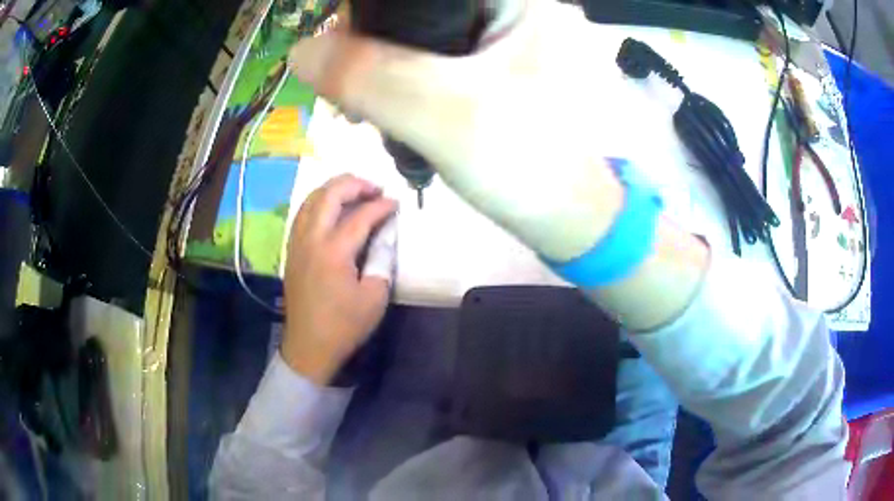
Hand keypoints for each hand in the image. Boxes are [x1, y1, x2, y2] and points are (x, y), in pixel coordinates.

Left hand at [282, 174, 396, 384]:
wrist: (309, 346)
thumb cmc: (344, 325)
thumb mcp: (374, 297)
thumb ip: (382, 259)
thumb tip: (385, 232)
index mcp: (333, 252)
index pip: (359, 216)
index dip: (380, 205)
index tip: (396, 202)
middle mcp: (311, 239)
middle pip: (328, 195)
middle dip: (354, 184)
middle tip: (375, 188)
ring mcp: (297, 243)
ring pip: (311, 200)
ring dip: (333, 189)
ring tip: (355, 192)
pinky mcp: (292, 250)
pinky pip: (303, 213)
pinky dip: (319, 202)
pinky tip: (332, 209)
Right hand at [289, 0, 623, 261]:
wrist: (566, 216)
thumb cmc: (526, 164)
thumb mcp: (443, 111)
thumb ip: (369, 74)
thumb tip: (303, 51)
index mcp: (515, 2)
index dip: (371, 10)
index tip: (340, 48)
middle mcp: (512, 10)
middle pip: (417, 7)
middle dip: (371, 41)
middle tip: (347, 88)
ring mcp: (504, 39)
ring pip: (420, 31)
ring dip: (381, 62)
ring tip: (361, 105)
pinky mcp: (494, 66)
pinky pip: (433, 56)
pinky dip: (402, 76)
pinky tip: (386, 105)